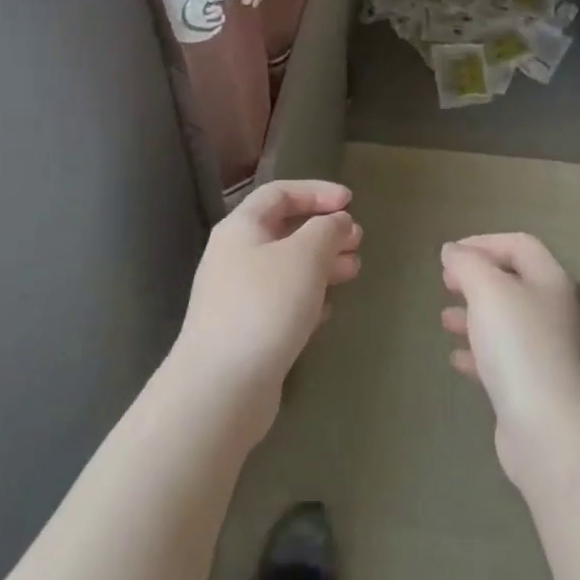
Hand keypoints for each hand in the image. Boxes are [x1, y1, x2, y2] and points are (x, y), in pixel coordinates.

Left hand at [172, 180, 361, 440]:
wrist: (221, 388)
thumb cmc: (265, 306)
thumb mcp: (305, 256)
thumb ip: (327, 230)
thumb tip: (337, 222)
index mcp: (241, 228)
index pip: (279, 193)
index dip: (316, 191)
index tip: (351, 202)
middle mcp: (235, 256)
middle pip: (284, 230)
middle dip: (324, 231)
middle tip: (358, 240)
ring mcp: (238, 296)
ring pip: (287, 268)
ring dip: (322, 265)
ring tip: (354, 272)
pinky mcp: (246, 332)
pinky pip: (282, 302)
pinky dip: (309, 298)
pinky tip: (328, 311)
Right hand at [440, 234, 579, 489]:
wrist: (549, 428)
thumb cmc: (519, 346)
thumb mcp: (488, 291)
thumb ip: (468, 264)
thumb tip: (453, 251)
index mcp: (551, 281)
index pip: (519, 245)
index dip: (484, 243)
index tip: (450, 255)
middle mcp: (554, 311)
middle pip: (514, 282)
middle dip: (477, 279)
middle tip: (446, 283)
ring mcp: (547, 351)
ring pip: (506, 322)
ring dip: (475, 315)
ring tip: (444, 319)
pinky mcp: (534, 387)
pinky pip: (503, 359)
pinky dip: (479, 353)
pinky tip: (456, 359)